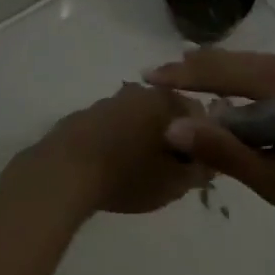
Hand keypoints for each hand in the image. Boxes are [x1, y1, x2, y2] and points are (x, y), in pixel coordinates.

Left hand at [35, 83, 211, 214]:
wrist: (63, 173)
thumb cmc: (127, 175)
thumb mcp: (174, 183)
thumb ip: (200, 169)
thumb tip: (210, 160)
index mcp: (166, 100)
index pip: (199, 113)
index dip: (204, 140)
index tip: (195, 166)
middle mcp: (139, 91)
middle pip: (167, 112)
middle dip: (173, 137)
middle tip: (169, 171)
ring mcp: (109, 101)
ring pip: (138, 118)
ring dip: (143, 137)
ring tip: (138, 171)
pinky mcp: (84, 115)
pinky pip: (112, 126)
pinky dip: (118, 141)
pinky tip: (112, 167)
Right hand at [144, 48, 274, 229]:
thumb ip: (228, 152)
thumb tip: (175, 126)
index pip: (217, 71)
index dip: (181, 74)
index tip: (147, 75)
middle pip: (235, 61)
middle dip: (198, 69)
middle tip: (165, 77)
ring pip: (256, 65)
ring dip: (224, 75)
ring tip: (197, 84)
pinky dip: (249, 82)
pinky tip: (245, 99)